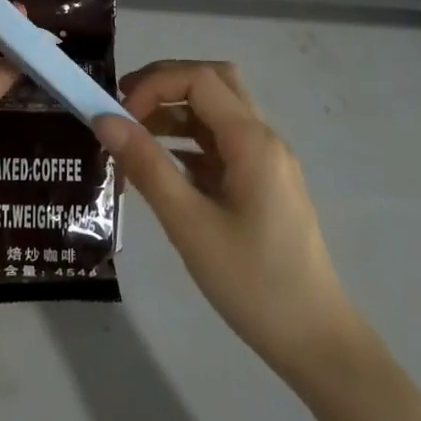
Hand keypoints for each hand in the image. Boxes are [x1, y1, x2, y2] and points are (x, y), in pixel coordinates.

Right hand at [97, 61, 362, 387]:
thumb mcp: (190, 225)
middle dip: (166, 83)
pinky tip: (163, 167)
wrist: (316, 342)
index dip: (154, 85)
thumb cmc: (253, 283)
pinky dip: (189, 140)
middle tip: (124, 105)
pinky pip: (222, 143)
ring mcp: (267, 161)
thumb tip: (104, 119)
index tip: (119, 116)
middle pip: (214, 82)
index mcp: (252, 141)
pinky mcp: (264, 184)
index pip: (199, 79)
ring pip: (218, 111)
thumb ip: (147, 166)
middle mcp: (264, 139)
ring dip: (176, 111)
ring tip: (134, 135)